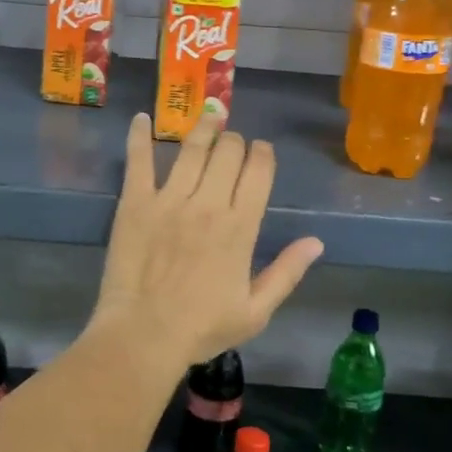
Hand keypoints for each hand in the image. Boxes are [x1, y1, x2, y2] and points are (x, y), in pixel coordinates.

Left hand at [91, 112, 322, 366]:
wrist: (143, 335)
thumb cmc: (201, 328)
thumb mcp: (256, 311)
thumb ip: (287, 273)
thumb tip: (316, 242)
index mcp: (240, 227)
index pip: (258, 172)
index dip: (263, 154)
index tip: (261, 151)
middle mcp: (208, 204)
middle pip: (228, 152)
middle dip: (235, 141)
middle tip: (232, 143)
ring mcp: (168, 200)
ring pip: (191, 148)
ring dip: (203, 128)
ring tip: (209, 116)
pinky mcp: (135, 203)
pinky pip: (138, 161)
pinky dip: (138, 136)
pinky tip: (140, 118)